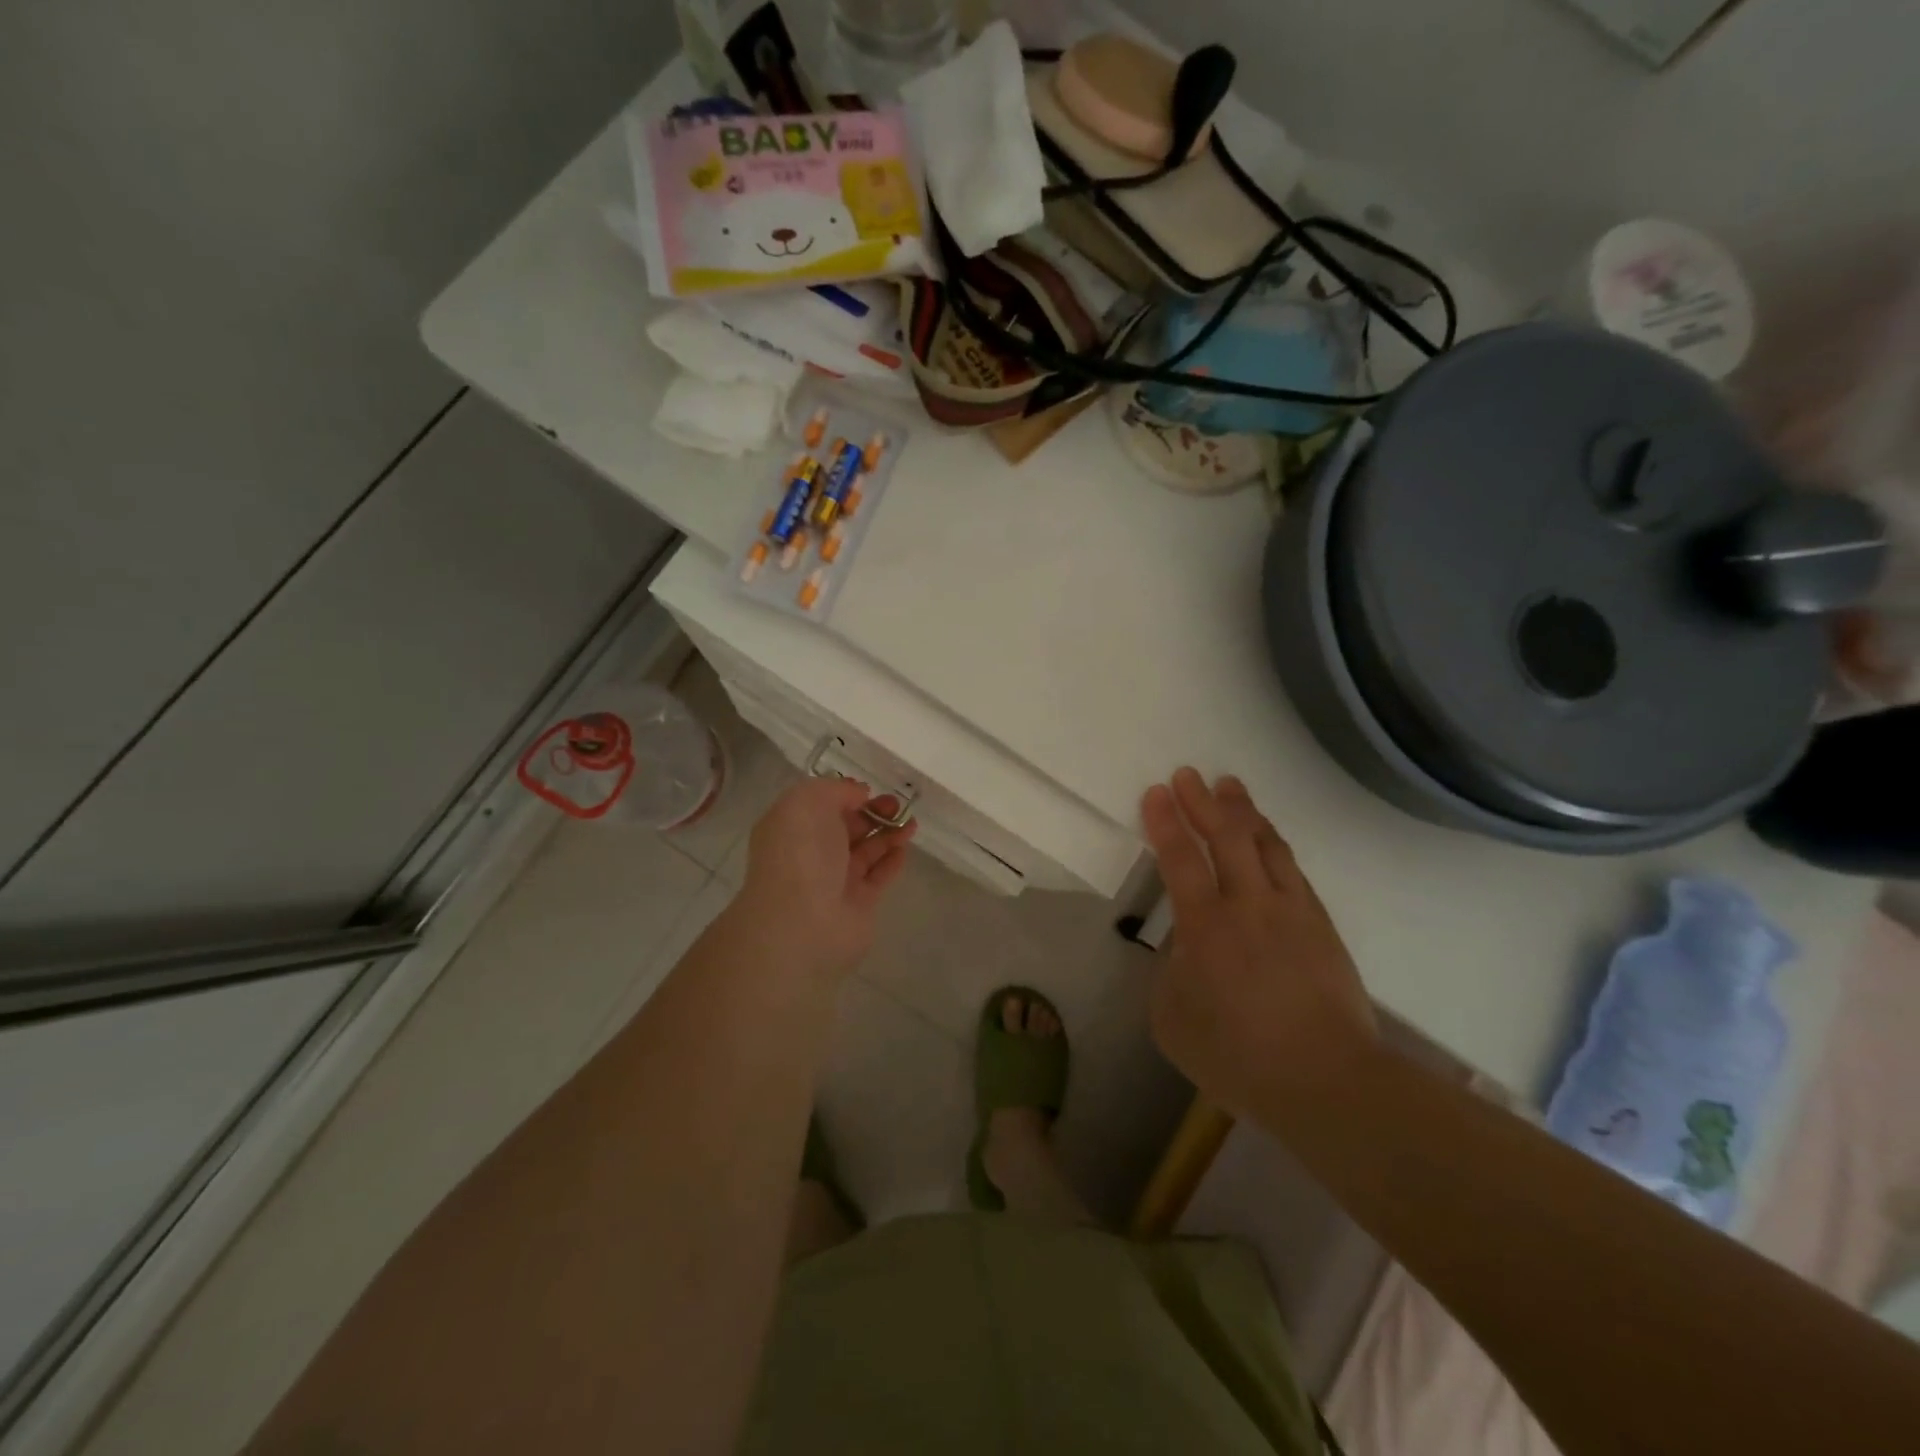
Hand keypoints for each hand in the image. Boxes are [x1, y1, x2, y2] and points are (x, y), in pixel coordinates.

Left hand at [735, 775, 915, 982]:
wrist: (804, 922)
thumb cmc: (802, 853)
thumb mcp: (809, 802)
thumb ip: (836, 790)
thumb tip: (858, 794)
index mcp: (792, 828)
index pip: (820, 805)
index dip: (845, 794)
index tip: (869, 790)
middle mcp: (811, 853)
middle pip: (846, 827)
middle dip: (872, 812)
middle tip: (897, 805)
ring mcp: (835, 880)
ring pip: (866, 850)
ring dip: (888, 833)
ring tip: (911, 823)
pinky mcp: (859, 903)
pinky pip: (879, 875)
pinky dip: (893, 859)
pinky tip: (906, 847)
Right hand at [1140, 767, 1378, 1114]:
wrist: (1327, 1081)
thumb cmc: (1238, 1055)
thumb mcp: (1173, 1020)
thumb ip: (1172, 973)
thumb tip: (1186, 949)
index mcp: (1206, 926)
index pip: (1180, 859)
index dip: (1165, 822)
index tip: (1156, 793)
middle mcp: (1249, 905)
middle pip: (1225, 837)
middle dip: (1202, 802)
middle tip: (1188, 775)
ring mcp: (1291, 910)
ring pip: (1265, 844)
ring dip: (1243, 811)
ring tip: (1229, 787)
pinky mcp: (1320, 924)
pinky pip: (1292, 868)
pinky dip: (1273, 843)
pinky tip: (1267, 838)